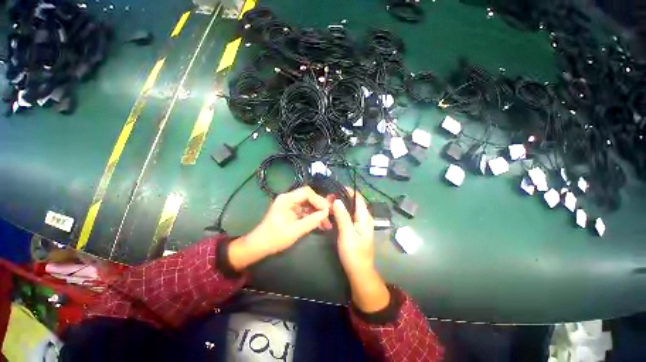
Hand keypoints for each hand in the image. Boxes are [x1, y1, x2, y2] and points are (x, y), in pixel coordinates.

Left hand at [228, 186, 330, 270]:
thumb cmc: (275, 238)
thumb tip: (326, 213)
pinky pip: (306, 211)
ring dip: (318, 213)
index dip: (318, 200)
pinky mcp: (293, 212)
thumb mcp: (295, 230)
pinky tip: (321, 225)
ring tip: (327, 223)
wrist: (260, 246)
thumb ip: (312, 221)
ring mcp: (291, 205)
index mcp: (286, 199)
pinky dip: (313, 217)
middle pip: (309, 197)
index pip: (306, 192)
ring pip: (309, 205)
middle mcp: (289, 199)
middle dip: (320, 207)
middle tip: (330, 216)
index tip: (327, 210)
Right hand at [332, 189, 389, 312]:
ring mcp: (360, 224)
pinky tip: (333, 214)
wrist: (359, 272)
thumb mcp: (347, 233)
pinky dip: (341, 212)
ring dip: (340, 205)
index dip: (347, 191)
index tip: (334, 190)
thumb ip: (342, 216)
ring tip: (328, 204)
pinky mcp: (356, 229)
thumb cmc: (353, 253)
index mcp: (365, 217)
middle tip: (327, 198)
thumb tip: (337, 200)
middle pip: (354, 202)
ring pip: (350, 209)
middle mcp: (364, 218)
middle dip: (341, 198)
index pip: (358, 197)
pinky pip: (349, 216)